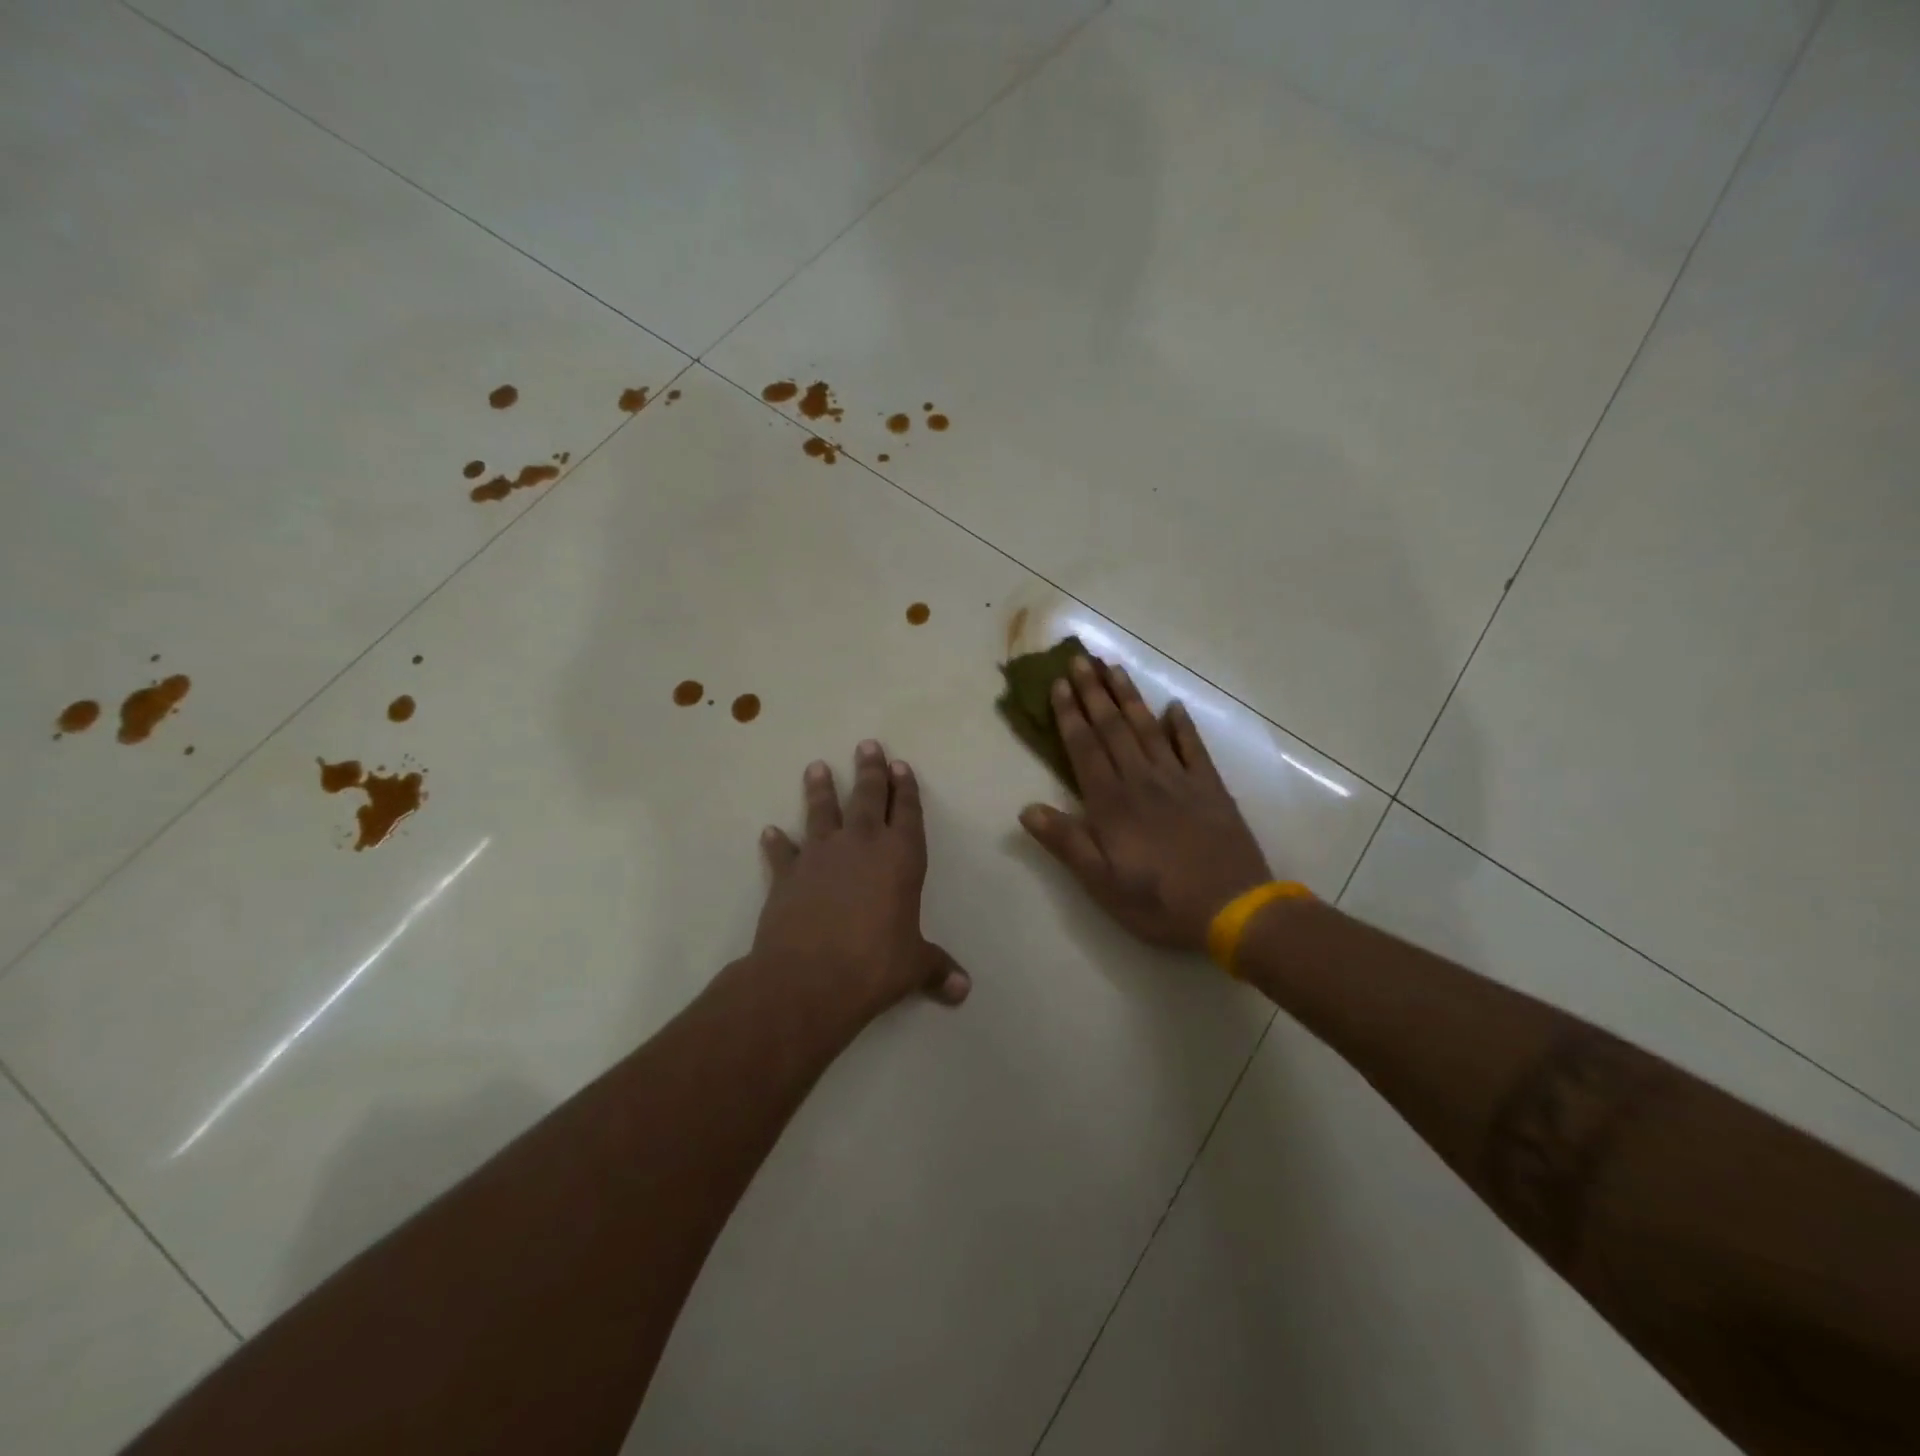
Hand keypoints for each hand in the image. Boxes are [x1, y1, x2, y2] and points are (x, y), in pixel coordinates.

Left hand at [754, 741, 970, 1020]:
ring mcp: (821, 855)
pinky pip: (782, 852)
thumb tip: (963, 990)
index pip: (907, 812)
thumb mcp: (912, 966)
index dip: (906, 788)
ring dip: (821, 789)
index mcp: (900, 857)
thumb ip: (936, 969)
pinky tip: (770, 831)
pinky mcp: (787, 874)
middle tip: (867, 745)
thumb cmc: (874, 965)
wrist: (809, 978)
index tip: (900, 765)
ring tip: (816, 767)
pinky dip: (777, 842)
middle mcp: (862, 845)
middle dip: (870, 771)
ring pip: (822, 811)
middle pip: (867, 797)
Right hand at [1020, 657, 1272, 952]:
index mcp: (1112, 802)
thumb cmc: (1159, 901)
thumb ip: (1066, 842)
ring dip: (1129, 697)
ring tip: (1114, 668)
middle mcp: (1142, 780)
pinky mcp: (1210, 788)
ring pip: (1148, 728)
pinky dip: (1183, 726)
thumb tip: (1026, 809)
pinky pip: (1193, 748)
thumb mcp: (1101, 882)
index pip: (1084, 748)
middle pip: (1113, 728)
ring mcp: (1179, 779)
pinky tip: (1174, 707)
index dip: (1069, 715)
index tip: (1058, 684)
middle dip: (1094, 692)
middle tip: (1080, 659)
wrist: (1232, 907)